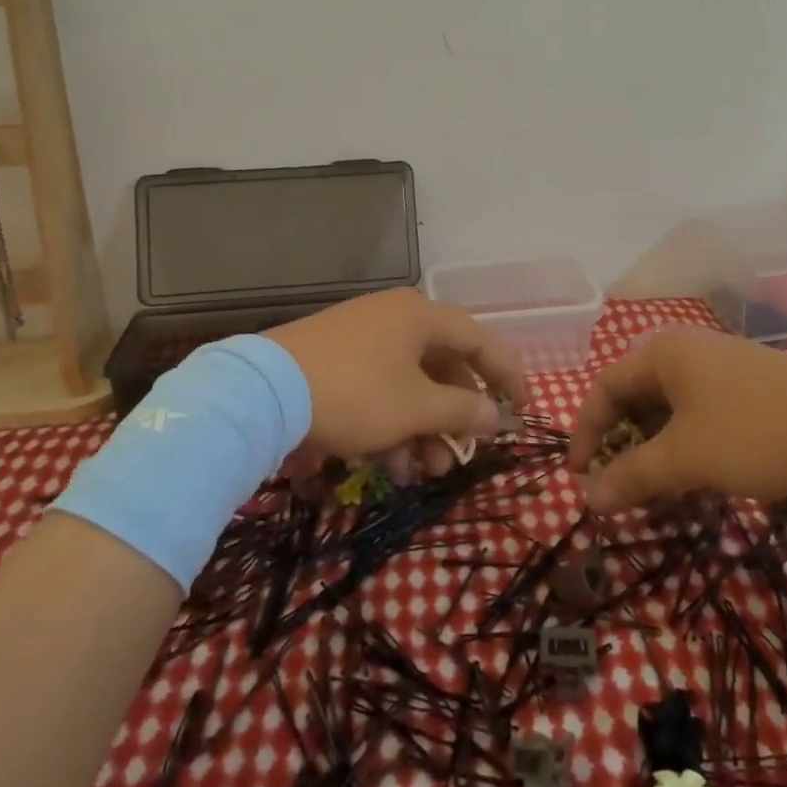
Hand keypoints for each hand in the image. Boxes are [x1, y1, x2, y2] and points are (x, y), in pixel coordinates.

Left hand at [267, 288, 527, 466]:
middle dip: (453, 417)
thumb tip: (494, 415)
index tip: (522, 409)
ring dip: (422, 428)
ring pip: (409, 384)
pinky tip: (388, 462)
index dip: (506, 375)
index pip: (479, 341)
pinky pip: (379, 388)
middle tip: (459, 455)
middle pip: (442, 366)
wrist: (263, 393)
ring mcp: (361, 337)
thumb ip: (462, 410)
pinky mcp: (334, 359)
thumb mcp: (415, 407)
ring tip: (418, 471)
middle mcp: (394, 318)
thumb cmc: (356, 393)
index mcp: (420, 316)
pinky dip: (391, 422)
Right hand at [567, 327, 786, 511]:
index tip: (579, 478)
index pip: (604, 388)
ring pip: (671, 412)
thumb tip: (587, 499)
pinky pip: (702, 417)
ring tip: (658, 494)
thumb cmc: (756, 432)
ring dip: (656, 453)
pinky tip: (699, 482)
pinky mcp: (753, 391)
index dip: (586, 433)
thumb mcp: (686, 458)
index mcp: (663, 353)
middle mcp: (688, 352)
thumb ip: (633, 477)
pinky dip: (689, 448)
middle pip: (636, 398)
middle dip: (623, 447)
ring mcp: (724, 369)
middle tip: (619, 488)